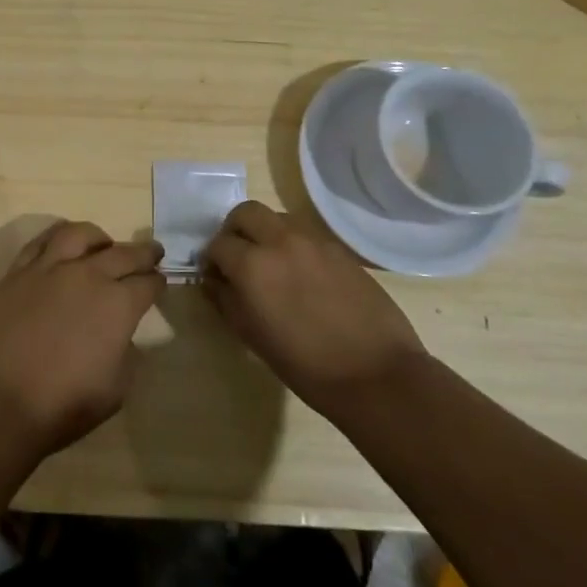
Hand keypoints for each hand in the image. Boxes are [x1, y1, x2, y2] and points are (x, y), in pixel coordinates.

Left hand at [0, 221, 163, 460]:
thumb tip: (121, 333)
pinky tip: (62, 244)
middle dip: (143, 253)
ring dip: (99, 238)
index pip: (147, 283)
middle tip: (152, 253)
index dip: (158, 283)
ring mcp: (48, 269)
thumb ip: (126, 352)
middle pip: (123, 253)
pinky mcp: (17, 272)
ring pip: (79, 234)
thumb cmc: (63, 405)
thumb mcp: (116, 389)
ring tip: (104, 245)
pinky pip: (40, 241)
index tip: (160, 283)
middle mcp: (87, 275)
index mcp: (118, 304)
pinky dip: (57, 237)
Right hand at [202, 201, 424, 417]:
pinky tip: (301, 277)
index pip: (218, 244)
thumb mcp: (251, 336)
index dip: (211, 260)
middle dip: (234, 230)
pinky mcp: (340, 250)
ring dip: (265, 233)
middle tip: (238, 258)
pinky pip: (305, 235)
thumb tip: (213, 280)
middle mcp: (281, 241)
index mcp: (252, 264)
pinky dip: (293, 245)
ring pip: (277, 218)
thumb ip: (225, 300)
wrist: (375, 374)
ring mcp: (314, 241)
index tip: (216, 277)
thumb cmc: (304, 364)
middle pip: (246, 212)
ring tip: (271, 265)